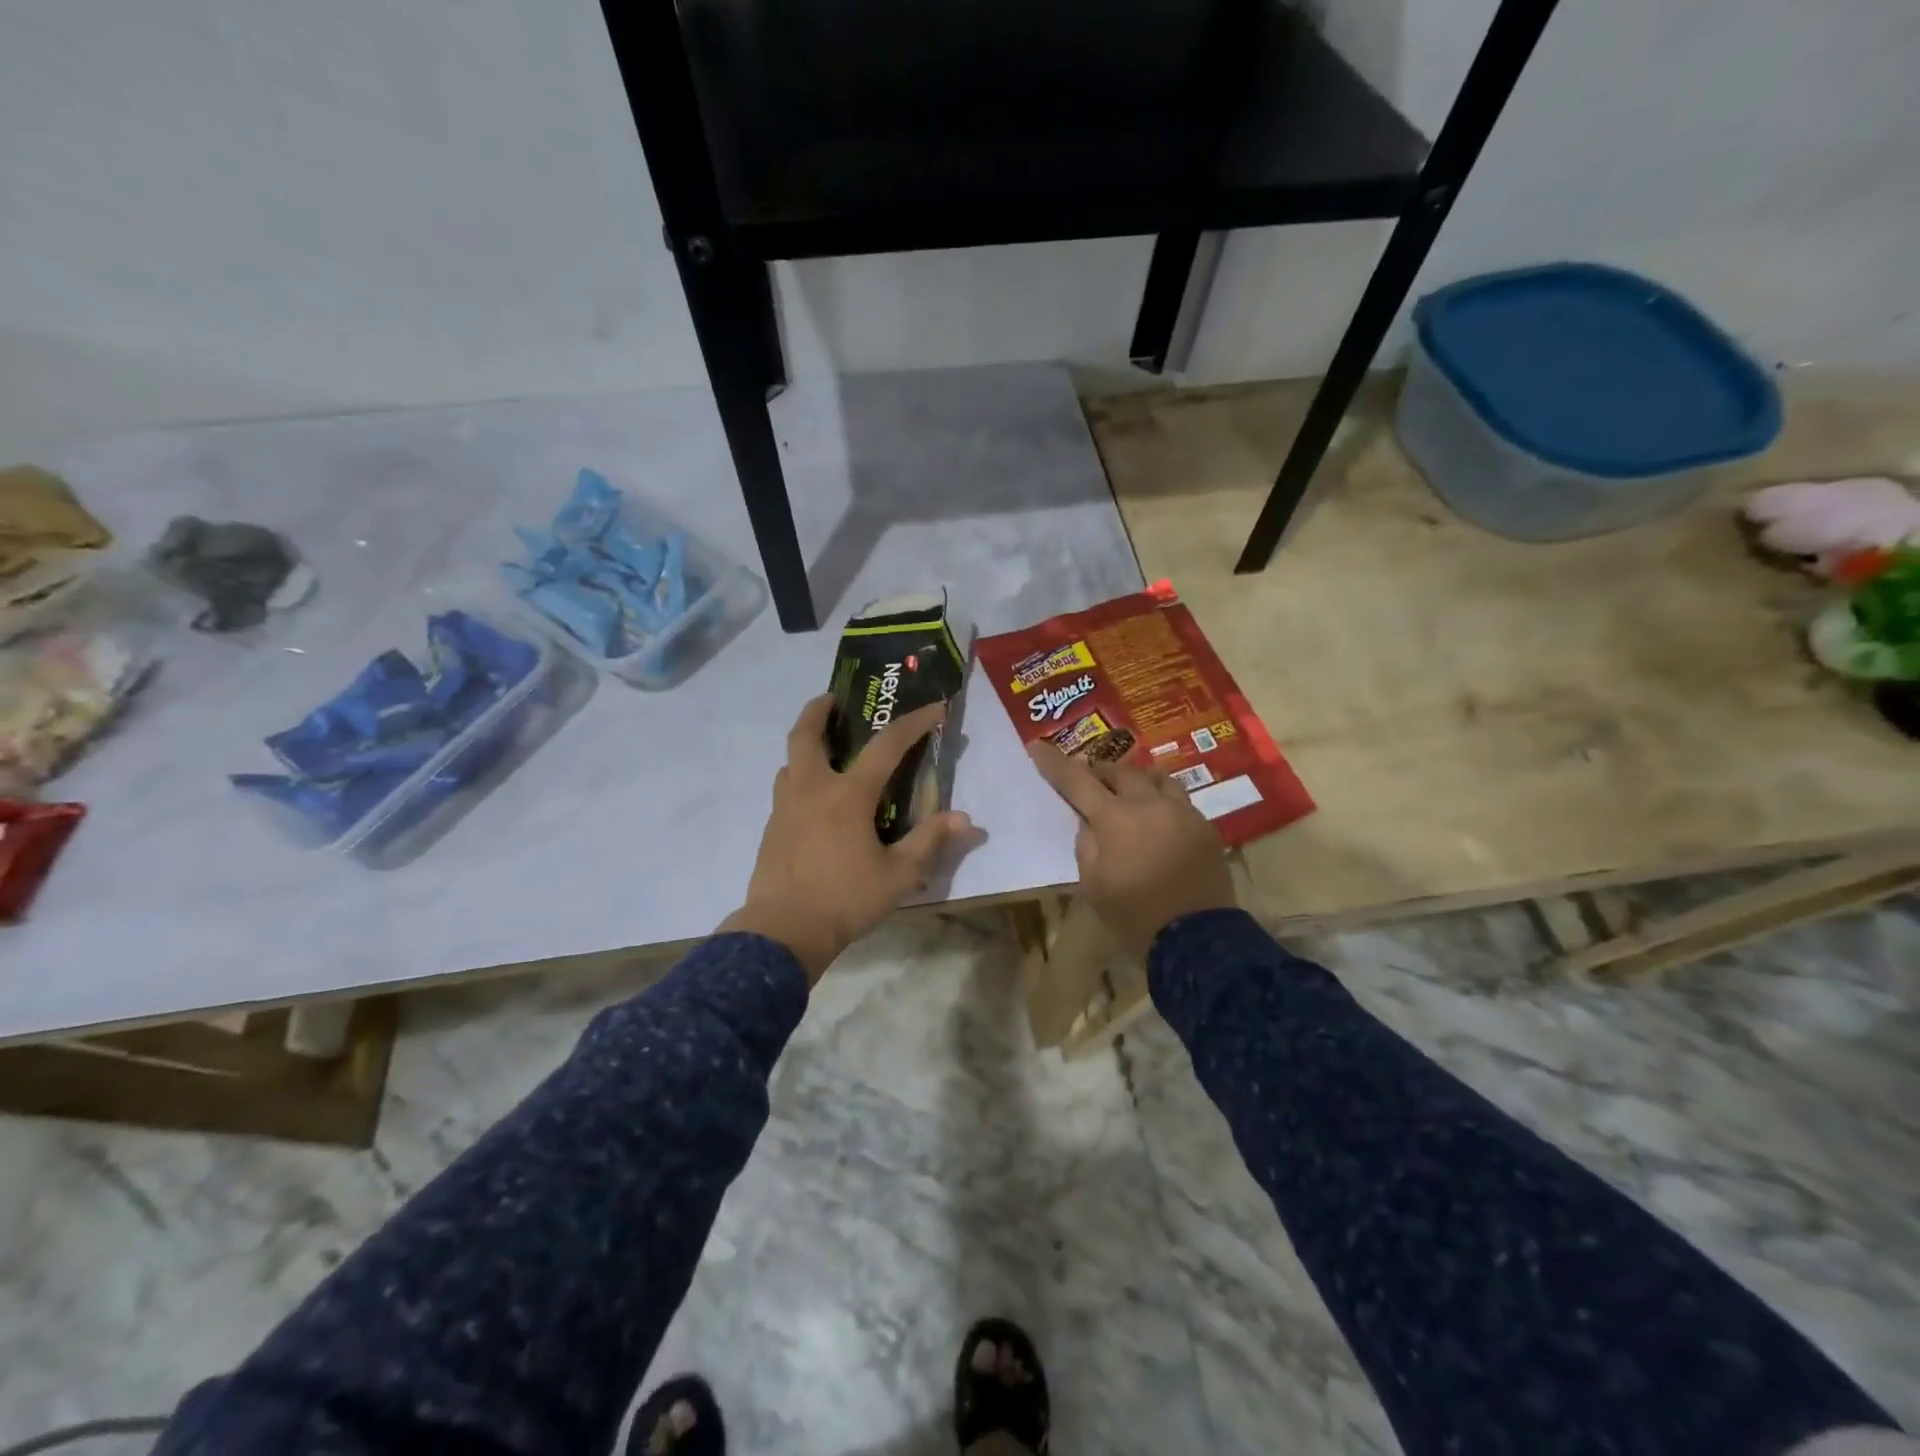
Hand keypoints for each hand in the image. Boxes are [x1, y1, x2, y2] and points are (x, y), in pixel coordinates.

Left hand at [720, 694, 974, 983]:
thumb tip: (965, 819)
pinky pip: (785, 789)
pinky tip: (815, 799)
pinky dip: (800, 777)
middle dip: (820, 709)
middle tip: (835, 699)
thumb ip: (930, 842)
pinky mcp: (771, 829)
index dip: (914, 724)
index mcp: (847, 795)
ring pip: (790, 760)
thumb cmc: (845, 900)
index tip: (935, 708)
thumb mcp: (899, 875)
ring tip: (827, 750)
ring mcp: (785, 807)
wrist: (783, 932)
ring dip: (807, 744)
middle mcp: (812, 789)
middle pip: (807, 734)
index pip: (886, 746)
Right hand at [1027, 741, 1235, 958]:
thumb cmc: (1134, 914)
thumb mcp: (1092, 884)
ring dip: (1136, 779)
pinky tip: (1158, 817)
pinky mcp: (1204, 826)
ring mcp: (1182, 812)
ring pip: (1156, 777)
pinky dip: (1161, 799)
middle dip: (1100, 771)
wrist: (1197, 938)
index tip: (1037, 746)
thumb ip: (1086, 844)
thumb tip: (1090, 822)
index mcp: (1115, 818)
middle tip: (1090, 779)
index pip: (1077, 781)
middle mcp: (1150, 804)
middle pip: (1120, 771)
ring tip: (1128, 790)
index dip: (1054, 763)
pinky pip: (1179, 799)